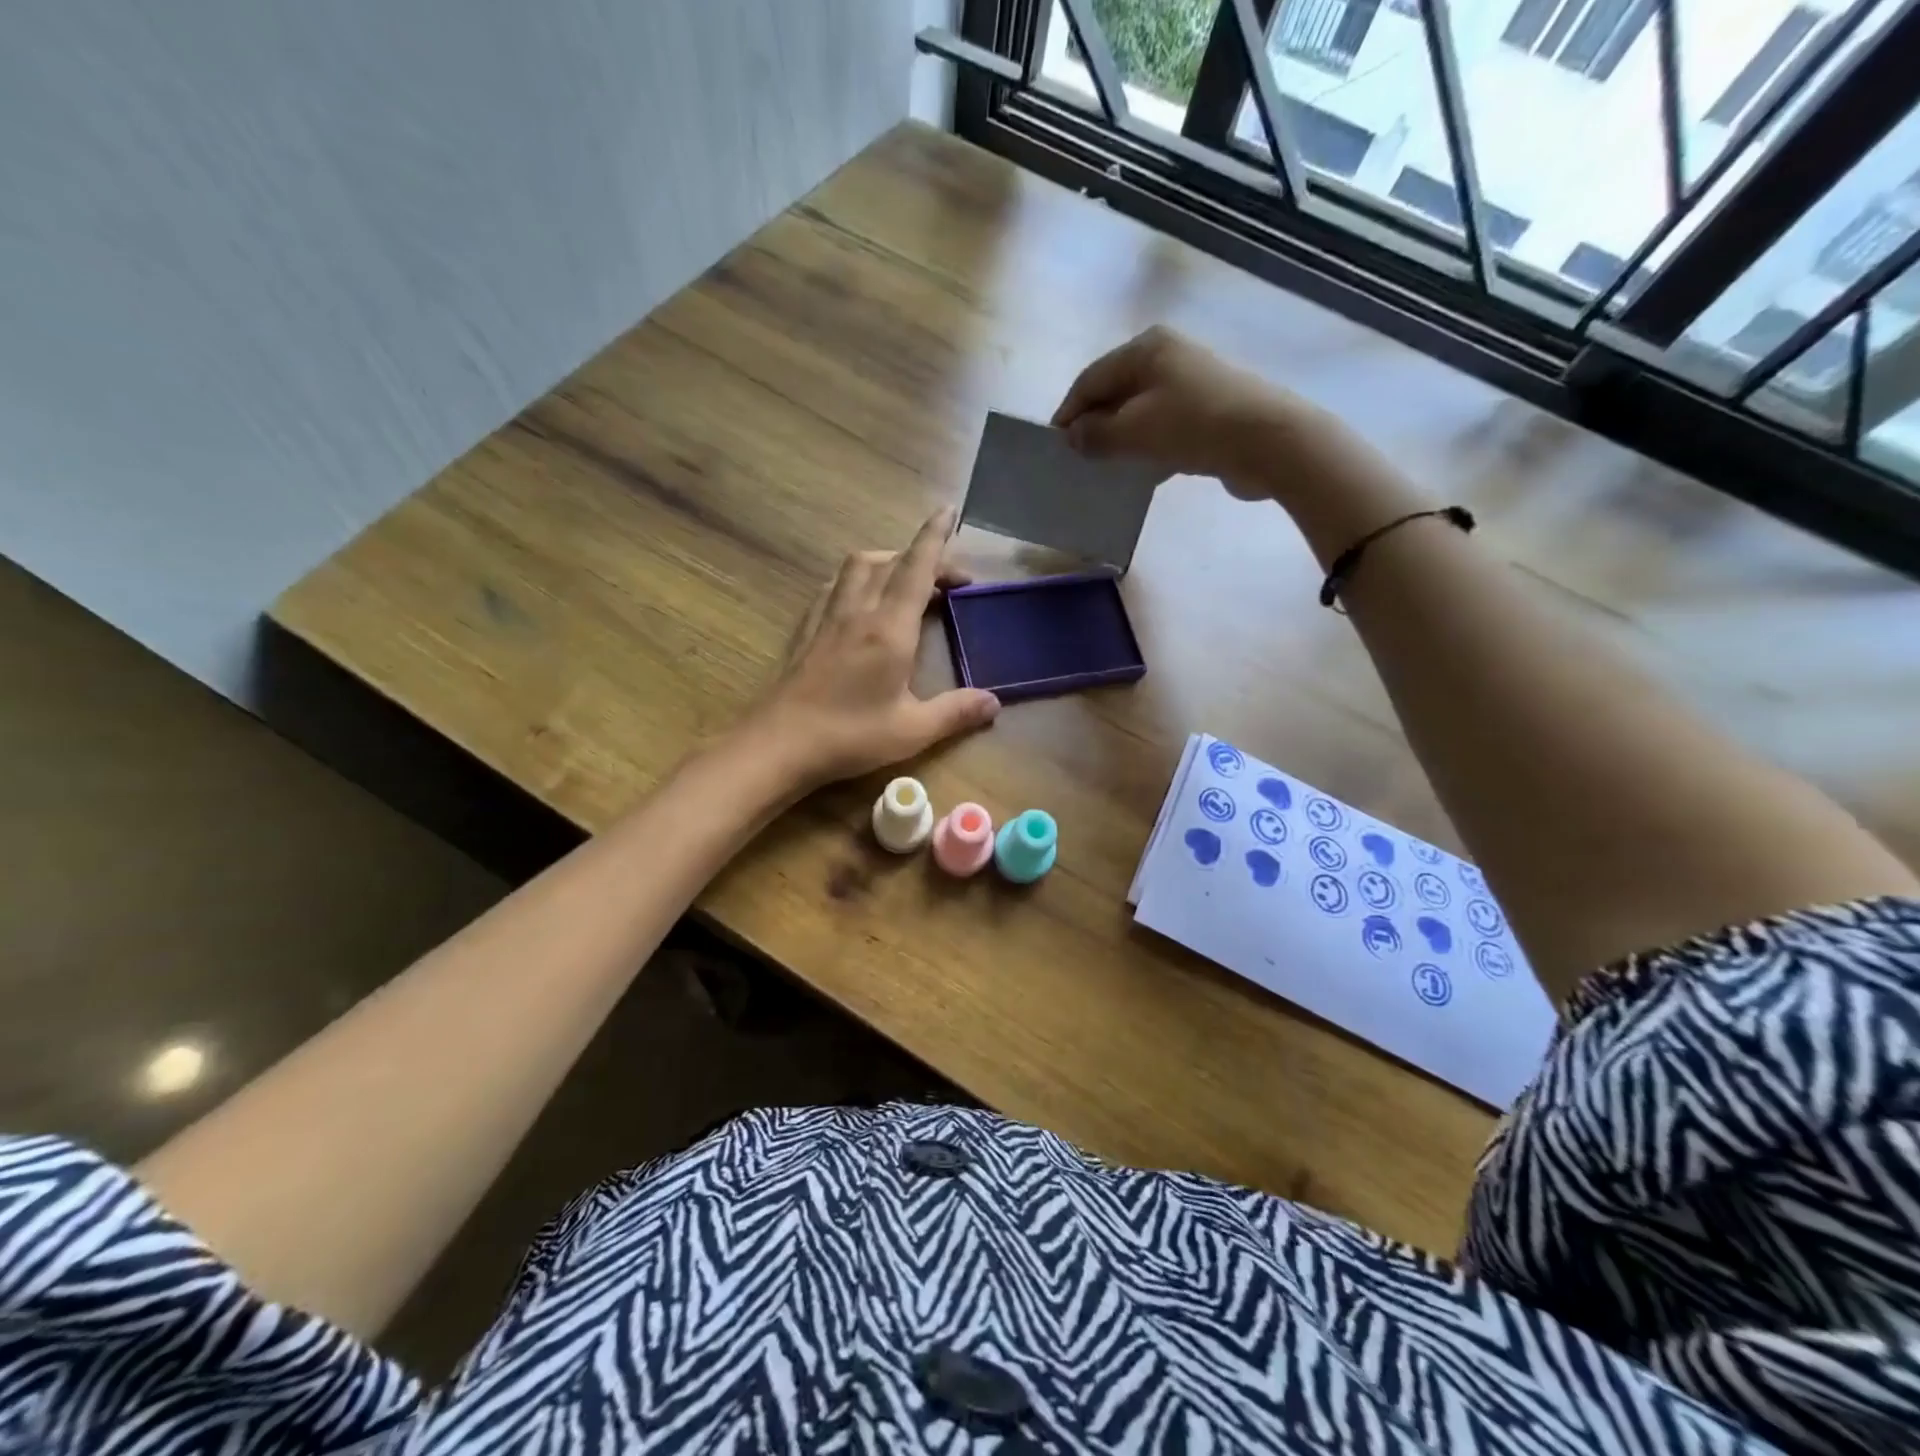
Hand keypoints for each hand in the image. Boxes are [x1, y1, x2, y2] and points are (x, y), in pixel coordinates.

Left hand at [744, 509, 1000, 788]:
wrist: (778, 744)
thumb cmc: (849, 736)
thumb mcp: (912, 731)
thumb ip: (956, 712)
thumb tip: (995, 703)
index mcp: (889, 628)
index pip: (917, 568)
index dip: (935, 538)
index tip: (948, 511)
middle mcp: (857, 611)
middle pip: (889, 561)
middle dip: (922, 556)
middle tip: (948, 580)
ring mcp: (826, 618)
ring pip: (857, 566)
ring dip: (886, 561)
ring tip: (905, 581)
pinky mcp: (805, 630)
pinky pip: (833, 587)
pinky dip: (856, 580)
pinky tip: (860, 602)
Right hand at [1052, 326, 1307, 495]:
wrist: (1266, 441)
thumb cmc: (1192, 426)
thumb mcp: (1133, 431)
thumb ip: (1095, 434)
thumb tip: (1073, 436)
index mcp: (1145, 349)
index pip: (1090, 379)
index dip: (1069, 412)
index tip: (1054, 446)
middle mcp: (1167, 357)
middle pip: (1115, 393)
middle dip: (1094, 426)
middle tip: (1078, 460)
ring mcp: (1190, 384)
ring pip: (1139, 413)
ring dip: (1120, 441)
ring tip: (1104, 471)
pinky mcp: (1208, 411)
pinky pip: (1163, 429)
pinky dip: (1147, 449)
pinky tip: (1140, 475)